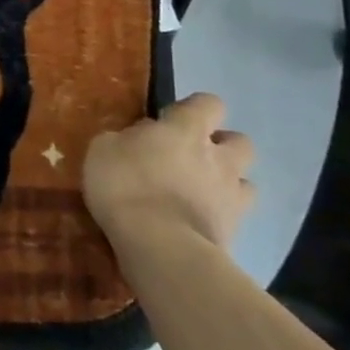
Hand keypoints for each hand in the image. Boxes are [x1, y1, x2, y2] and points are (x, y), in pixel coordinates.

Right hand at [81, 93, 255, 254]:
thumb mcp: (103, 149)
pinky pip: (235, 216)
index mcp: (187, 129)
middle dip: (221, 147)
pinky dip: (220, 216)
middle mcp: (218, 157)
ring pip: (246, 181)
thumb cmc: (126, 184)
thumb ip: (126, 138)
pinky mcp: (235, 232)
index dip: (194, 109)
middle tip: (191, 157)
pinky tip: (196, 223)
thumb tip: (139, 139)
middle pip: (240, 141)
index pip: (209, 103)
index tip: (170, 121)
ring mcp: (232, 196)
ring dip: (227, 183)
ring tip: (199, 193)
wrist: (160, 246)